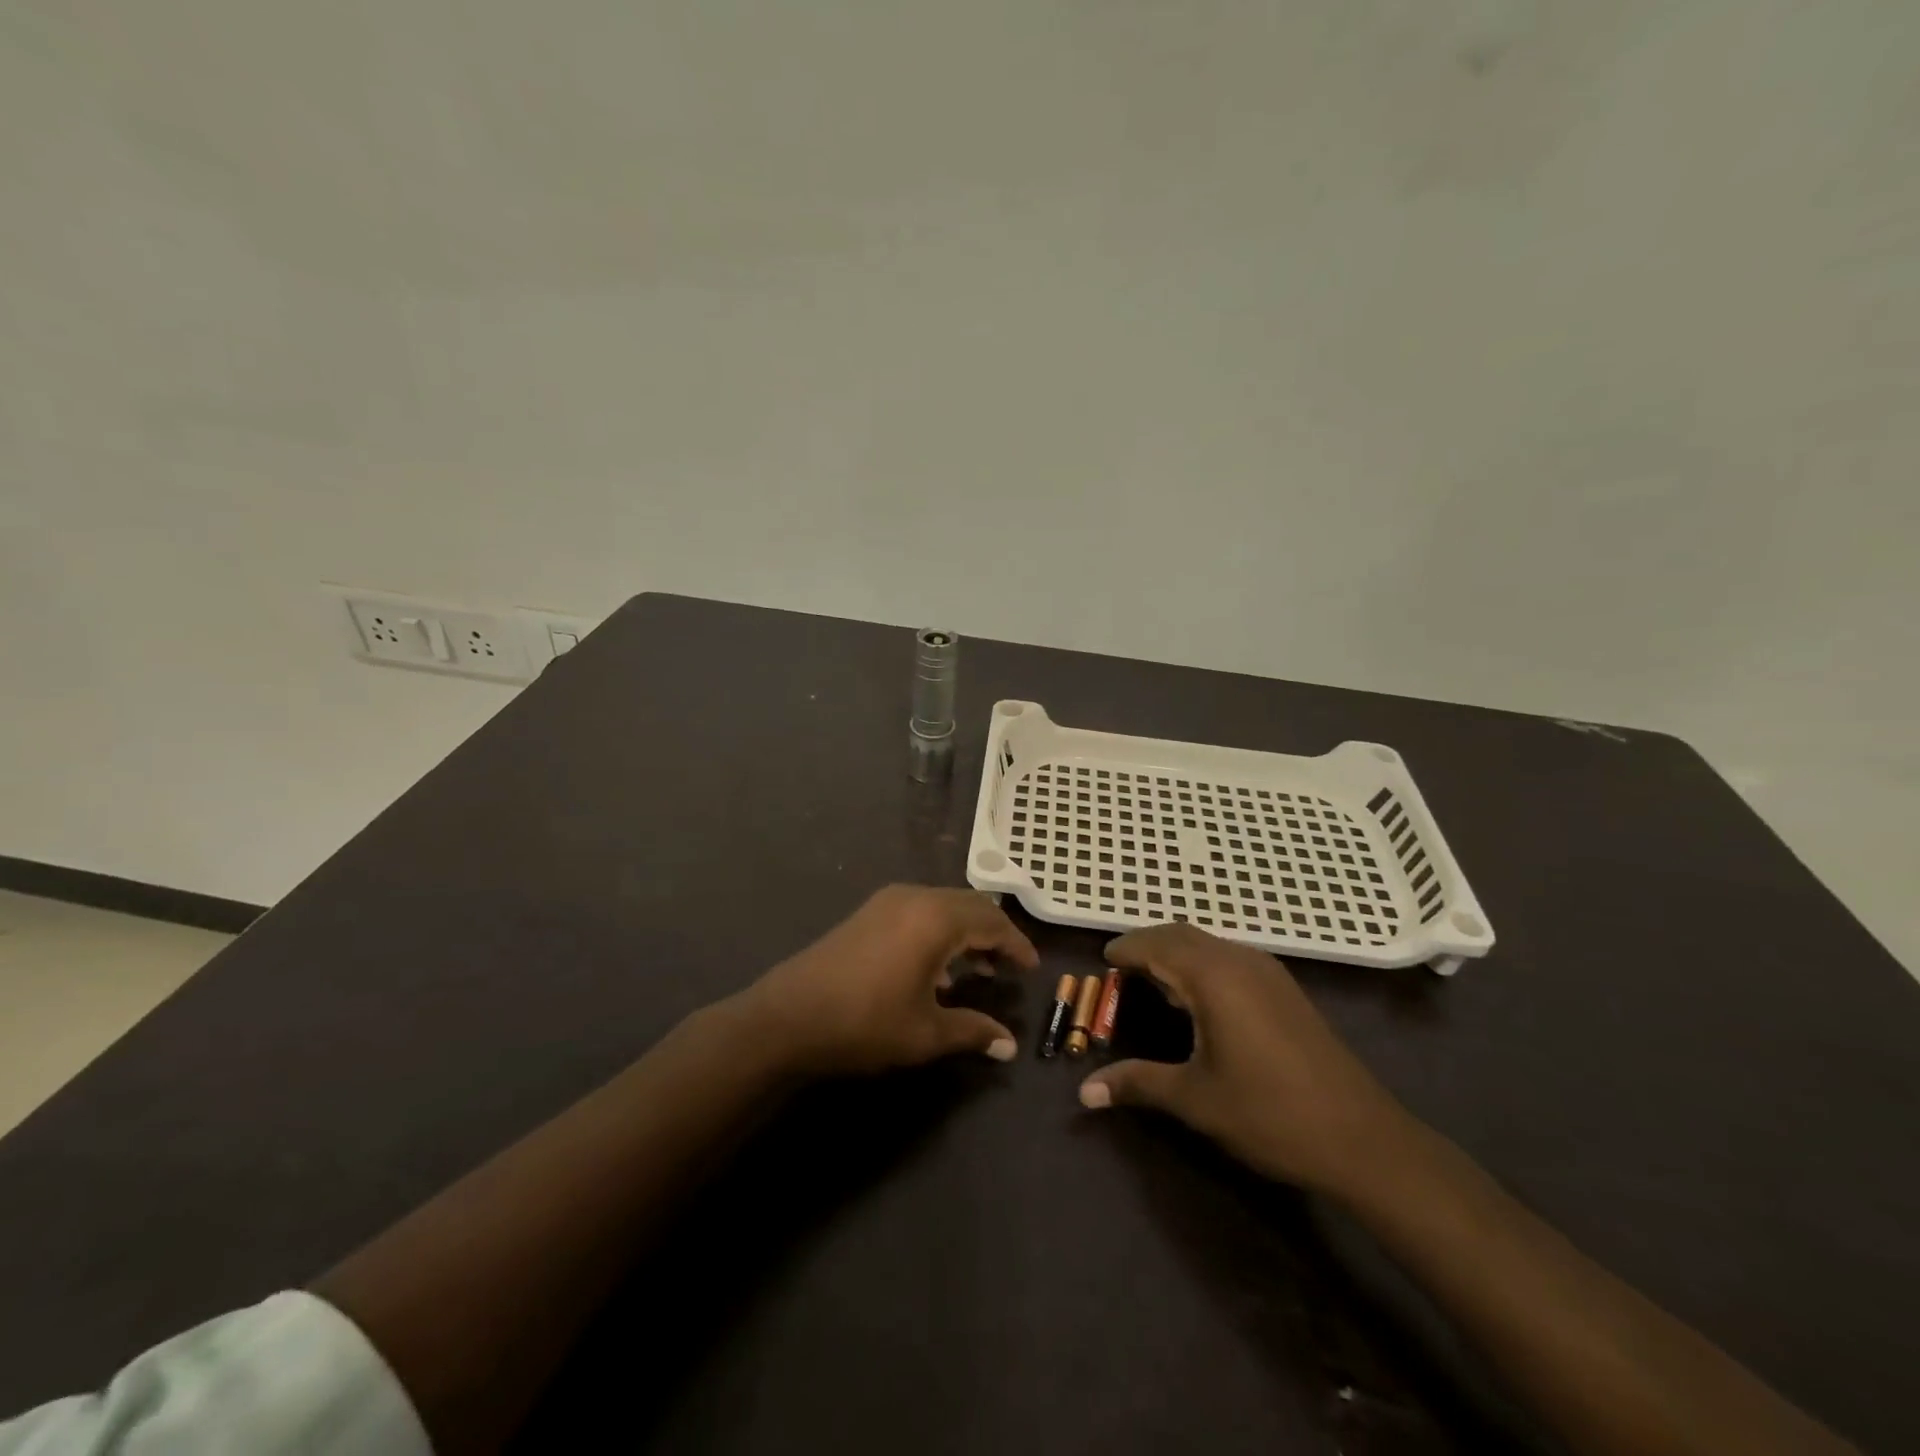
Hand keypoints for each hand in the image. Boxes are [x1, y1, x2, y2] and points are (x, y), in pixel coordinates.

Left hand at [739, 885, 1039, 1076]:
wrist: (788, 1016)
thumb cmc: (865, 1022)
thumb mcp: (925, 1033)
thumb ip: (973, 1032)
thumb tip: (1010, 1046)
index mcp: (937, 919)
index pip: (993, 923)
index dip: (1017, 945)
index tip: (1032, 968)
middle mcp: (916, 898)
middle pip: (970, 905)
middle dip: (994, 933)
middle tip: (1008, 966)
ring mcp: (888, 901)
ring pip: (944, 905)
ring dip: (966, 931)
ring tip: (978, 969)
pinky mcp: (869, 912)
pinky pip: (920, 910)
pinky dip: (940, 929)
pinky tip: (935, 969)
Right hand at [1077, 922, 1414, 1196]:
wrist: (1363, 1139)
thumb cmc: (1270, 1114)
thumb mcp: (1195, 1099)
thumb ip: (1137, 1083)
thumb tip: (1084, 1092)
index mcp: (1213, 977)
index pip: (1156, 944)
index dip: (1126, 949)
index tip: (1102, 961)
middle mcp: (1239, 961)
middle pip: (1181, 934)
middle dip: (1148, 945)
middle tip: (1121, 971)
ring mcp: (1268, 972)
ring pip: (1208, 943)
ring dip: (1176, 953)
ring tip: (1152, 983)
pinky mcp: (1285, 989)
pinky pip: (1230, 958)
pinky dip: (1201, 963)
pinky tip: (1198, 1000)